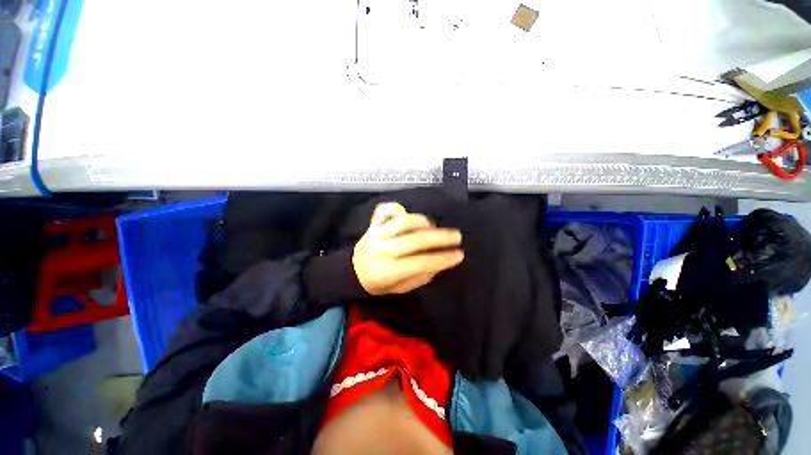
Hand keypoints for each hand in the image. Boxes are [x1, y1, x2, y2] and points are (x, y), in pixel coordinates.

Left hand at [353, 202, 463, 294]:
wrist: (352, 271)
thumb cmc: (378, 283)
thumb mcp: (400, 288)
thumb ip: (420, 276)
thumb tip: (440, 262)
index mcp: (387, 272)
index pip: (421, 263)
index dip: (442, 258)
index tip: (459, 254)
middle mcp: (381, 250)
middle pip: (415, 240)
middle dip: (440, 238)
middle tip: (456, 236)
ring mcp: (376, 234)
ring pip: (403, 221)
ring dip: (422, 222)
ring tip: (432, 227)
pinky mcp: (372, 224)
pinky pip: (385, 210)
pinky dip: (398, 208)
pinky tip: (407, 215)